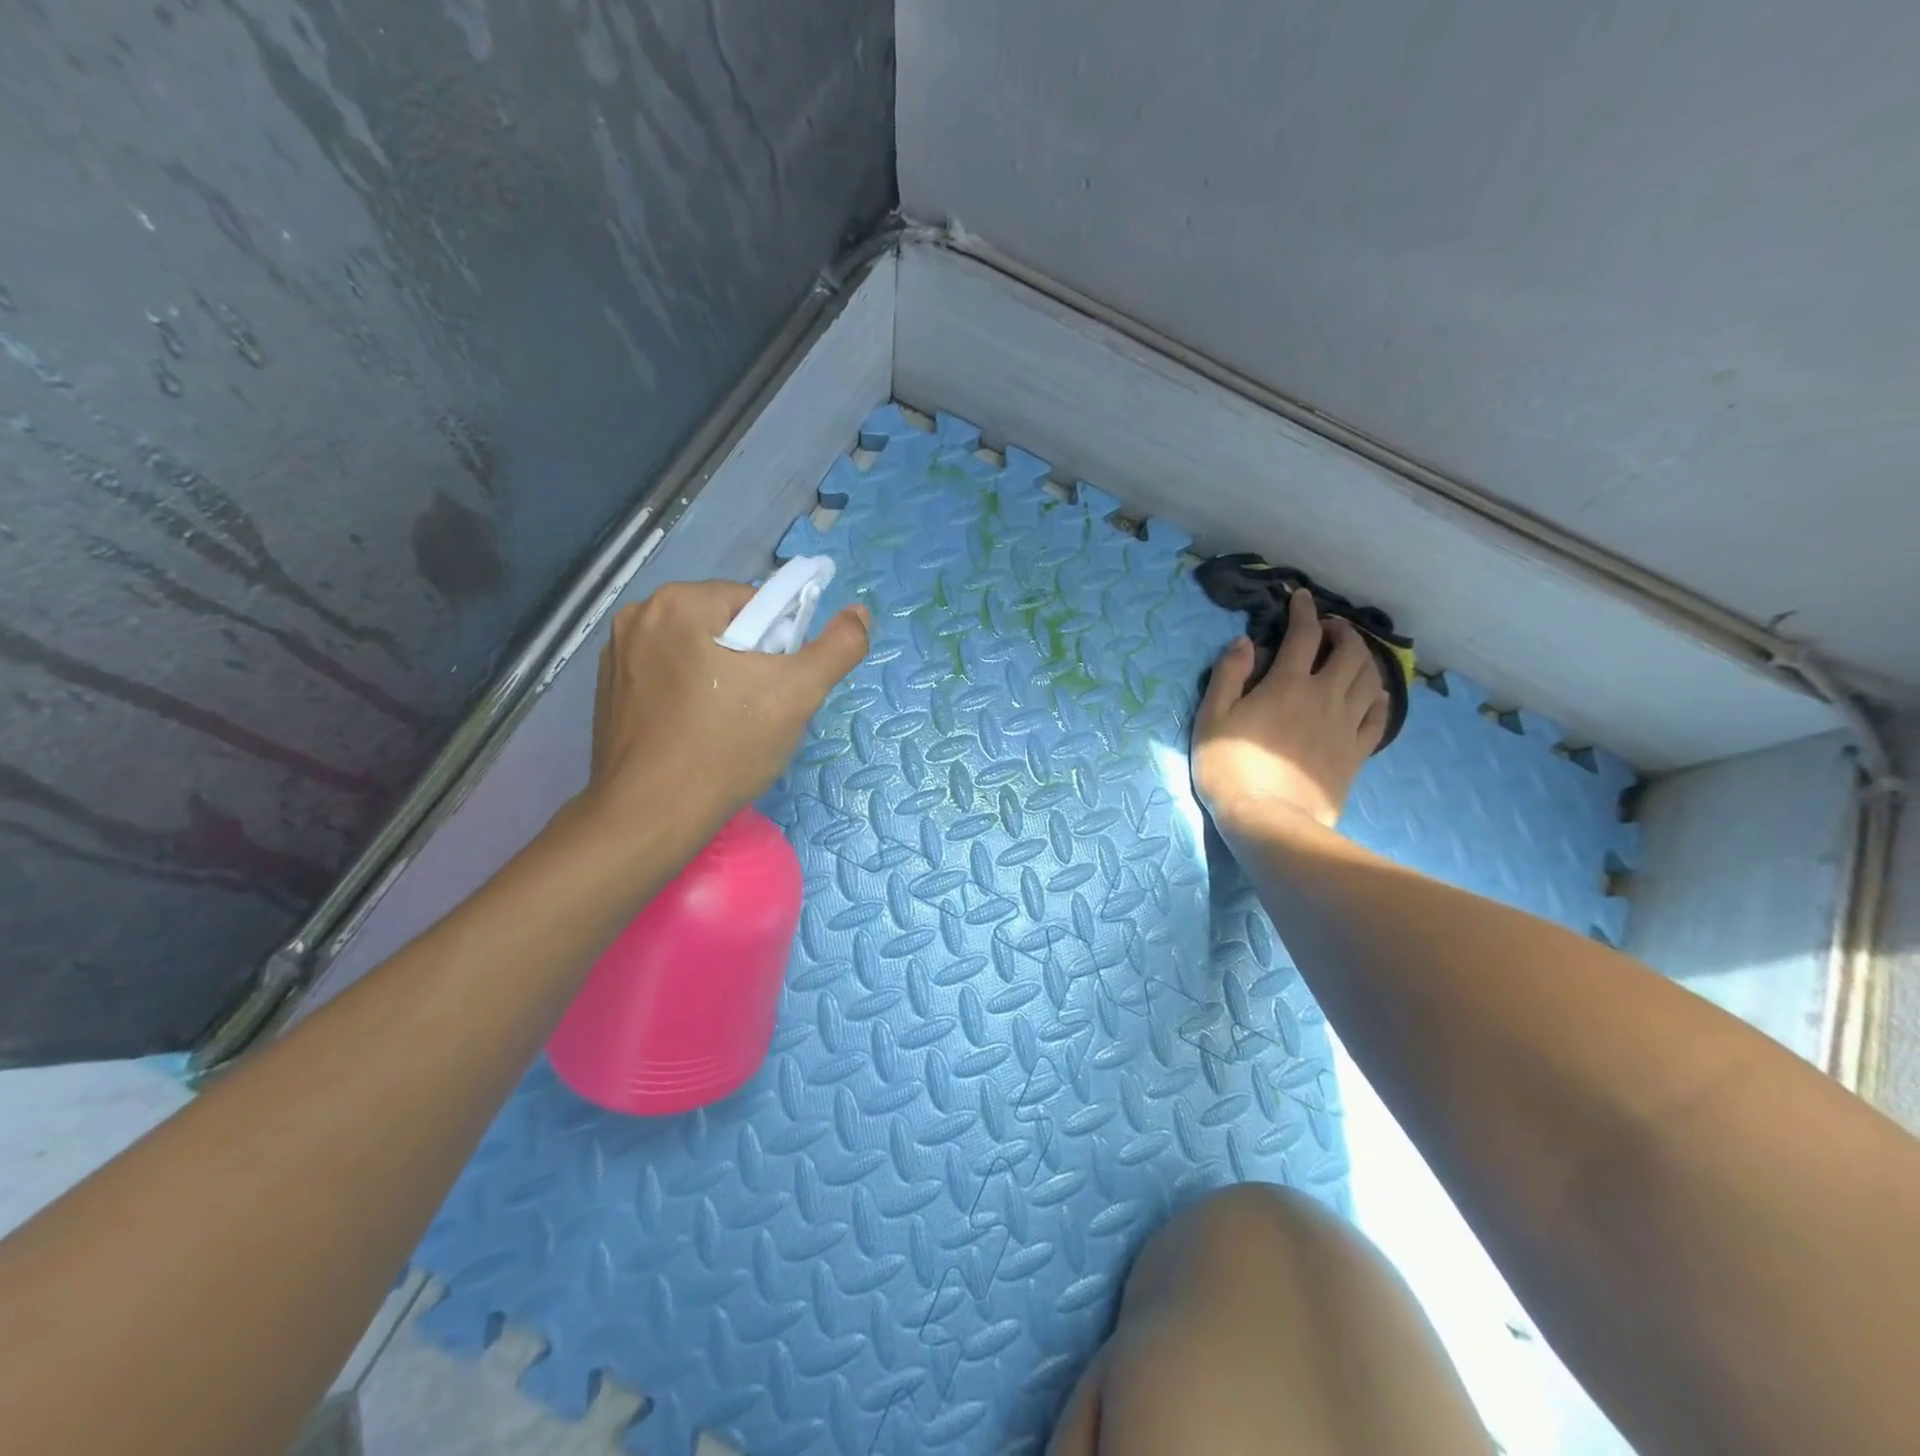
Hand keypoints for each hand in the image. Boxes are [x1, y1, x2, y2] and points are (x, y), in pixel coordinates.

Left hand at [583, 579, 869, 828]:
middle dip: (748, 660)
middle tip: (757, 710)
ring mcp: (616, 652)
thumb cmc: (726, 747)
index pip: (756, 604)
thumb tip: (860, 613)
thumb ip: (838, 647)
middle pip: (724, 624)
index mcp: (680, 602)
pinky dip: (687, 693)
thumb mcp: (798, 693)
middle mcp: (640, 614)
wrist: (651, 815)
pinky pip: (666, 674)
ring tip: (727, 724)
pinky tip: (695, 731)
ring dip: (718, 675)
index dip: (779, 645)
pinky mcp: (608, 688)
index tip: (776, 688)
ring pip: (695, 650)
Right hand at [1191, 589, 1388, 837]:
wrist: (1268, 819)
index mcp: (1287, 685)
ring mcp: (1346, 725)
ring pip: (1369, 680)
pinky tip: (1374, 695)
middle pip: (1349, 652)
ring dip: (1363, 659)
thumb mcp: (1212, 718)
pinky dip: (1379, 698)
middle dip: (1342, 631)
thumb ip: (1228, 675)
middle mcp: (1325, 696)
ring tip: (1352, 655)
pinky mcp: (1356, 752)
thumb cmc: (1230, 767)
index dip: (1303, 611)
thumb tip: (1244, 641)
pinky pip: (1378, 717)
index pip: (1303, 635)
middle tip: (1329, 628)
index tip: (1300, 598)